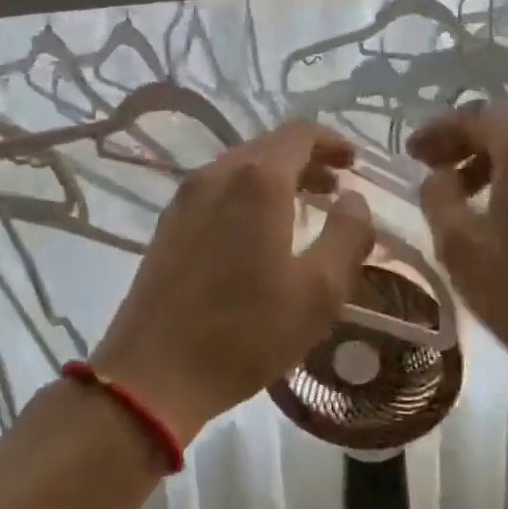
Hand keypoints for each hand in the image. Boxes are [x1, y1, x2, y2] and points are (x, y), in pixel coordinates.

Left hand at [92, 122, 375, 441]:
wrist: (153, 374)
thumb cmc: (246, 332)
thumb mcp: (319, 291)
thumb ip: (347, 235)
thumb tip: (354, 199)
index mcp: (257, 181)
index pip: (299, 134)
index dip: (331, 141)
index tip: (354, 161)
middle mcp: (217, 175)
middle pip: (268, 146)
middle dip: (306, 159)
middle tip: (335, 186)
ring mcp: (185, 198)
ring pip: (239, 167)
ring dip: (276, 176)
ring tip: (304, 205)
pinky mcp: (168, 224)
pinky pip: (217, 189)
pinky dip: (247, 192)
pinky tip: (258, 229)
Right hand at [409, 104, 507, 395]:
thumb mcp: (459, 245)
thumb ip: (437, 197)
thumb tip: (439, 176)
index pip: (474, 119)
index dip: (437, 132)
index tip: (410, 153)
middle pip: (507, 125)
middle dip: (466, 140)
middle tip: (433, 165)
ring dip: (494, 158)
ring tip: (464, 191)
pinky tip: (505, 209)